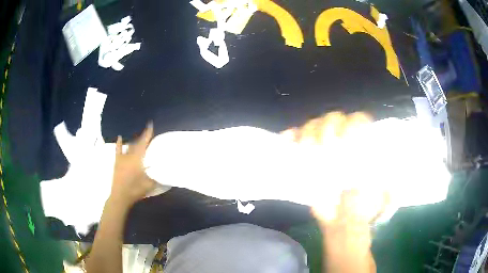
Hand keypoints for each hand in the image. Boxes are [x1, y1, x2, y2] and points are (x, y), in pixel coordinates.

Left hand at [110, 123, 155, 208]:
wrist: (120, 196)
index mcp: (138, 159)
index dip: (147, 134)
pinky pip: (118, 150)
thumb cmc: (135, 190)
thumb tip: (164, 172)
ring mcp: (122, 158)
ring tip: (137, 135)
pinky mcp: (117, 162)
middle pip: (137, 143)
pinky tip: (120, 137)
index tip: (150, 124)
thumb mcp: (149, 185)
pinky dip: (119, 143)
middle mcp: (130, 155)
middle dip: (142, 137)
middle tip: (147, 132)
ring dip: (134, 140)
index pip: (144, 144)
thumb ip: (156, 177)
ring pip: (129, 146)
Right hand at [281, 112, 387, 223]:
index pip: (359, 120)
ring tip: (306, 148)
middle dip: (327, 128)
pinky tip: (287, 140)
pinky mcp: (309, 158)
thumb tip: (380, 167)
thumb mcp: (382, 195)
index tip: (346, 140)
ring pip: (314, 125)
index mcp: (363, 146)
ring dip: (308, 132)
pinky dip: (291, 136)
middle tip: (324, 146)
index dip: (352, 124)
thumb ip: (386, 182)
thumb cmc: (365, 207)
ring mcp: (325, 148)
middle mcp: (344, 141)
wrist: (343, 221)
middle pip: (334, 119)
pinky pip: (297, 140)